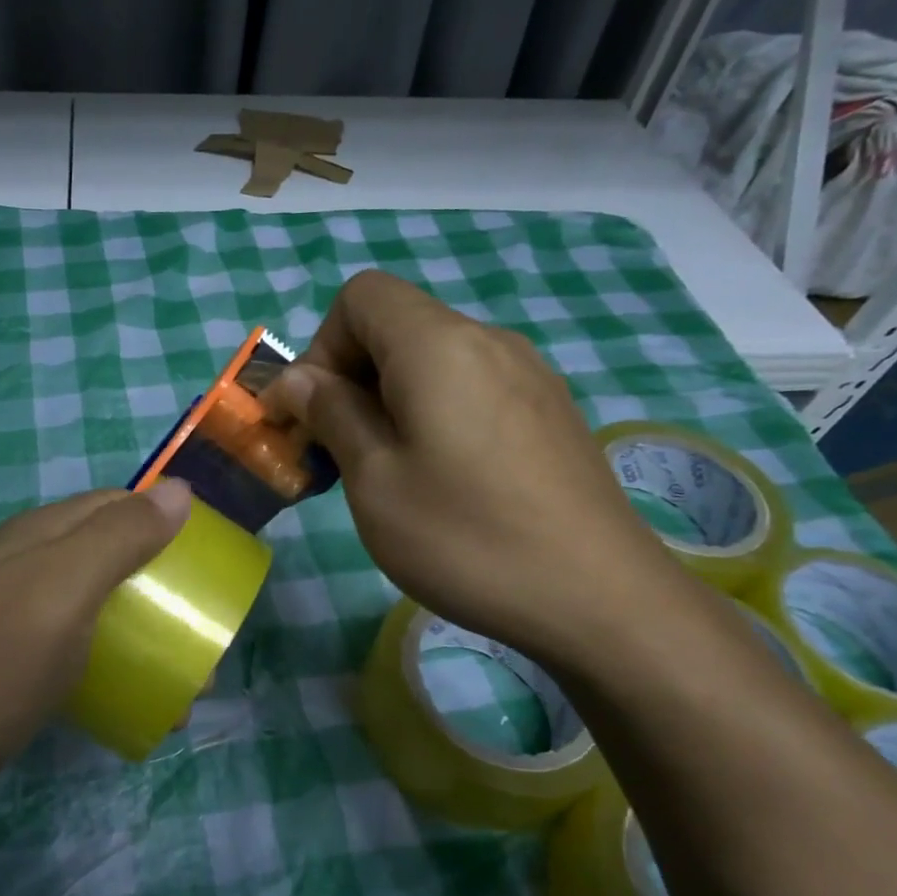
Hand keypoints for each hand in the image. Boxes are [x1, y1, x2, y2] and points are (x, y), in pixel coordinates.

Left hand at [0, 481, 191, 791]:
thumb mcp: (63, 590)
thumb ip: (119, 537)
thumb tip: (180, 489)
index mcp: (43, 534)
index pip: (120, 505)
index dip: (168, 524)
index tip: (211, 569)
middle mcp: (29, 565)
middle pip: (113, 558)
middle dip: (164, 592)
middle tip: (204, 643)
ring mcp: (17, 616)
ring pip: (99, 609)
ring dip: (145, 636)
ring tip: (185, 689)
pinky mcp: (11, 663)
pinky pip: (78, 651)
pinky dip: (114, 668)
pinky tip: (131, 704)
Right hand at [263, 271, 685, 666]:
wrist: (599, 599)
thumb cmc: (465, 537)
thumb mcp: (374, 479)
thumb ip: (331, 413)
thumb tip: (298, 379)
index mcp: (438, 345)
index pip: (361, 296)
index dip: (320, 347)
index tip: (313, 415)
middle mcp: (488, 341)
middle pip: (396, 326)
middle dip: (348, 378)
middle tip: (335, 452)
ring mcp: (528, 375)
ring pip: (433, 361)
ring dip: (388, 401)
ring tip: (384, 471)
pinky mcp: (548, 411)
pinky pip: (471, 388)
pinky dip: (432, 414)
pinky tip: (441, 479)